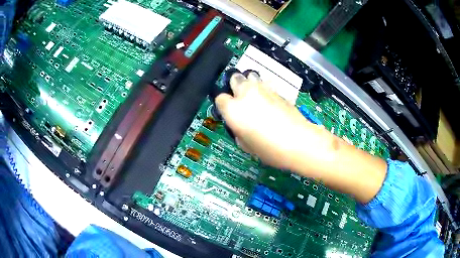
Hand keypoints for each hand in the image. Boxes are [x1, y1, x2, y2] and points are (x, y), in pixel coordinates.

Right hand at [215, 71, 323, 170]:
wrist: (298, 142)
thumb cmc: (269, 149)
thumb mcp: (246, 145)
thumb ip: (238, 131)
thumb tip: (240, 125)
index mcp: (233, 109)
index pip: (220, 98)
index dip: (224, 105)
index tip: (229, 112)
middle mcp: (246, 94)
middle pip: (235, 78)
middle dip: (235, 85)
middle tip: (240, 97)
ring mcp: (263, 89)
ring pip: (251, 76)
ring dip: (250, 83)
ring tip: (256, 96)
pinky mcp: (278, 90)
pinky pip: (267, 85)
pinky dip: (265, 90)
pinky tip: (271, 102)